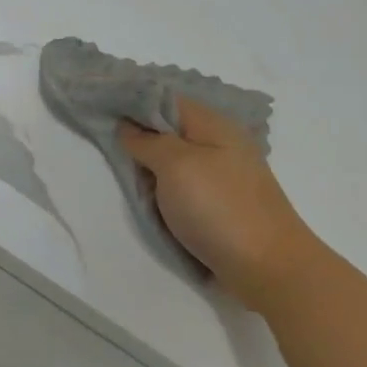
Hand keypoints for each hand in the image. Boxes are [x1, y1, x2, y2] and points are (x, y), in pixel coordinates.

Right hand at [118, 97, 323, 310]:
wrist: (267, 267)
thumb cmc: (219, 208)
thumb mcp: (176, 165)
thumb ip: (148, 141)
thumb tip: (127, 127)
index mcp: (214, 125)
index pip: (166, 99)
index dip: (133, 100)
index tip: (99, 106)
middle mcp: (220, 144)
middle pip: (170, 129)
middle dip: (137, 134)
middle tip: (103, 140)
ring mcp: (222, 176)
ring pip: (175, 159)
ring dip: (148, 165)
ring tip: (120, 169)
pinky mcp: (220, 204)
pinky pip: (182, 186)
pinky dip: (162, 188)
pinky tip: (147, 196)